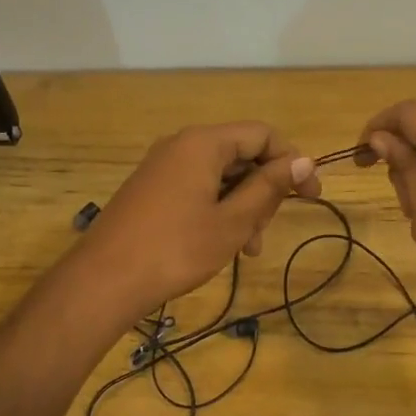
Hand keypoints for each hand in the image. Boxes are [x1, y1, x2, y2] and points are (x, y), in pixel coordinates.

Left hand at [76, 122, 320, 319]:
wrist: (105, 280)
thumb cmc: (176, 249)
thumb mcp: (232, 221)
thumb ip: (269, 187)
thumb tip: (303, 160)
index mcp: (203, 143)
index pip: (262, 134)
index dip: (292, 162)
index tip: (311, 197)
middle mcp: (181, 145)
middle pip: (240, 154)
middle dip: (264, 190)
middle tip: (266, 231)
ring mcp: (162, 168)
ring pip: (220, 176)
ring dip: (242, 207)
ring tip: (246, 249)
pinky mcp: (151, 190)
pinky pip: (197, 189)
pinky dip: (218, 211)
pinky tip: (221, 245)